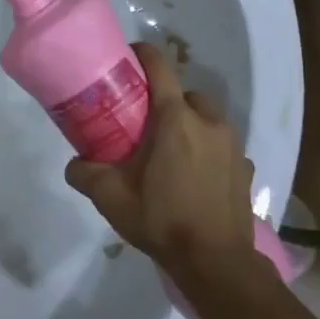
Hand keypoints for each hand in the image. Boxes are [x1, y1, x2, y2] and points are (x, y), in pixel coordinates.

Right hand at [64, 42, 256, 280]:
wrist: (216, 263)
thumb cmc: (161, 219)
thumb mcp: (110, 197)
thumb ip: (84, 173)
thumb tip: (73, 163)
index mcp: (175, 119)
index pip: (160, 69)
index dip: (143, 55)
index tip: (127, 56)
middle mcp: (209, 123)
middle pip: (186, 94)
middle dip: (166, 98)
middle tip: (144, 119)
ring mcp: (233, 146)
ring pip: (208, 119)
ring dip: (190, 123)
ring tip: (170, 149)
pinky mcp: (246, 169)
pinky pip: (223, 147)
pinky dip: (208, 150)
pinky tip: (194, 175)